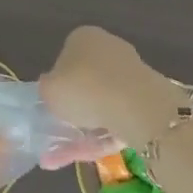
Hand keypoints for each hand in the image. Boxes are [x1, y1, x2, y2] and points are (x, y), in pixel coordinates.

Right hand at [37, 26, 180, 169]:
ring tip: (66, 155)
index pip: (66, 56)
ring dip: (86, 129)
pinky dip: (103, 136)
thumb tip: (51, 86)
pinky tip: (88, 155)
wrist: (135, 106)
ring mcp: (130, 73)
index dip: (58, 81)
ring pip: (102, 103)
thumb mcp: (49, 90)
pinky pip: (118, 117)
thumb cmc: (83, 88)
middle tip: (60, 130)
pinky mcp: (146, 98)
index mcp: (84, 37)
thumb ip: (47, 88)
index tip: (54, 103)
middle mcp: (109, 48)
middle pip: (87, 80)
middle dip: (75, 108)